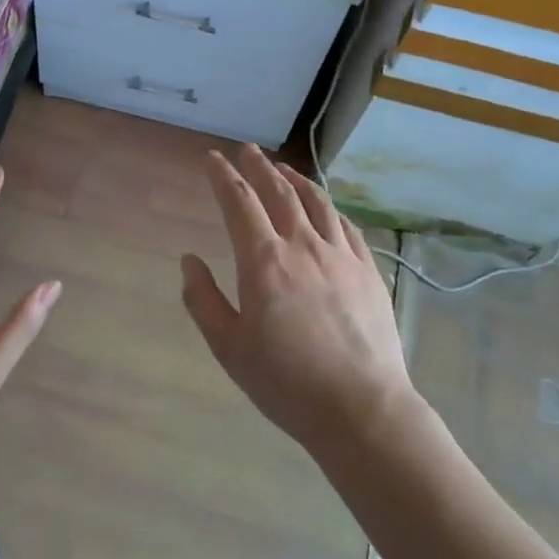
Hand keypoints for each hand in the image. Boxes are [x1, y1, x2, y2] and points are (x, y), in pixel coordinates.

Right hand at [181, 146, 416, 457]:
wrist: (361, 408)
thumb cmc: (286, 382)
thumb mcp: (229, 347)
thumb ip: (203, 299)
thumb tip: (189, 260)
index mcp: (264, 261)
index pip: (239, 202)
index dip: (223, 176)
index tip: (213, 159)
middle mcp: (303, 246)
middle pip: (279, 191)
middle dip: (258, 167)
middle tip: (247, 150)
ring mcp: (342, 256)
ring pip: (317, 202)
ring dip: (295, 179)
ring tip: (283, 169)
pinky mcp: (369, 271)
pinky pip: (347, 225)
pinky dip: (329, 207)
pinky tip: (325, 208)